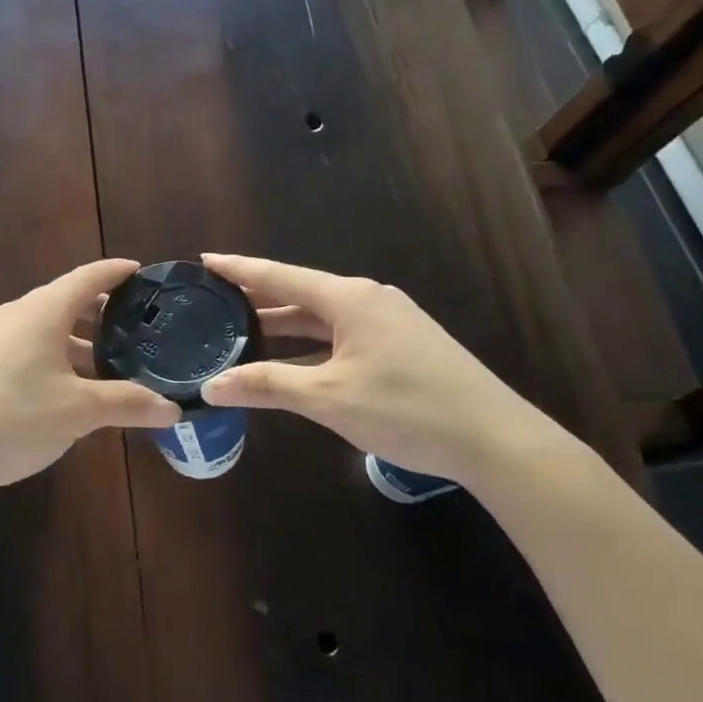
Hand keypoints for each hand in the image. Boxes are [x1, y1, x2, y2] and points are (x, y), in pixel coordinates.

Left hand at [0, 259, 179, 498]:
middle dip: (102, 311)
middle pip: (67, 301)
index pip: (88, 277)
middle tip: (137, 324)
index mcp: (43, 311)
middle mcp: (18, 315)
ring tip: (111, 362)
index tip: (143, 271)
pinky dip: (57, 357)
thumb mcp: (79, 412)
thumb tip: (172, 408)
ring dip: (79, 341)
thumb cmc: (14, 416)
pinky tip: (71, 388)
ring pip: (47, 328)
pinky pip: (30, 348)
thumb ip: (127, 404)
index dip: (117, 272)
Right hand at [199, 253, 564, 485]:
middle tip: (214, 300)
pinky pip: (341, 335)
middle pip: (300, 294)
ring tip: (241, 330)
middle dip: (257, 298)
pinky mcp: (403, 346)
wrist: (497, 441)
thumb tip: (211, 386)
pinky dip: (310, 345)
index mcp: (349, 299)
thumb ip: (267, 386)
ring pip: (322, 317)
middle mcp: (368, 300)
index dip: (239, 268)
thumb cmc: (408, 410)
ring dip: (284, 325)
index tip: (205, 259)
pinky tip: (292, 362)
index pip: (279, 275)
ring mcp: (389, 322)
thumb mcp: (329, 398)